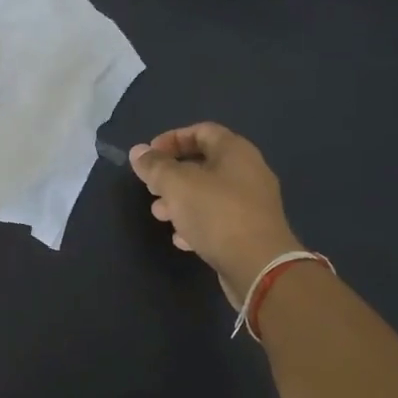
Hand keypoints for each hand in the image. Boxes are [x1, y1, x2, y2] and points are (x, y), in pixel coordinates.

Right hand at [130, 123, 303, 304]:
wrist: (259, 266)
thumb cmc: (217, 214)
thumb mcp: (177, 184)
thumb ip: (155, 166)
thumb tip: (138, 151)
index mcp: (235, 151)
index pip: (202, 131)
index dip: (172, 138)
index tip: (149, 155)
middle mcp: (248, 172)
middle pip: (204, 163)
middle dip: (172, 174)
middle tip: (151, 188)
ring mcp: (251, 204)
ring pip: (208, 193)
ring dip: (180, 201)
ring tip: (159, 215)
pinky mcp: (250, 231)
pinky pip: (218, 219)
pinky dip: (196, 223)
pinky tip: (180, 238)